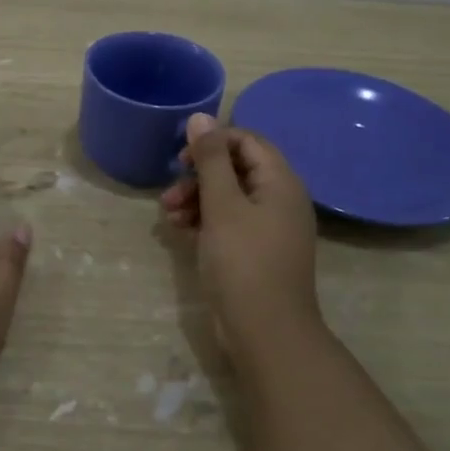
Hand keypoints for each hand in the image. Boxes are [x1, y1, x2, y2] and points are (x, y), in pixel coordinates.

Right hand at [160, 114, 321, 348]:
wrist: (266, 333)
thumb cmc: (244, 262)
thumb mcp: (222, 205)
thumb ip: (211, 160)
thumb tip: (202, 117)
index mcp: (280, 182)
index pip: (248, 141)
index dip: (213, 142)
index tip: (182, 158)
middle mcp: (280, 200)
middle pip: (236, 169)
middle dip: (199, 175)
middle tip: (170, 192)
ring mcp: (270, 228)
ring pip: (229, 197)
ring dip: (197, 199)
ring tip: (168, 216)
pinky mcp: (257, 252)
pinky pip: (229, 222)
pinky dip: (205, 221)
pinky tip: (180, 230)